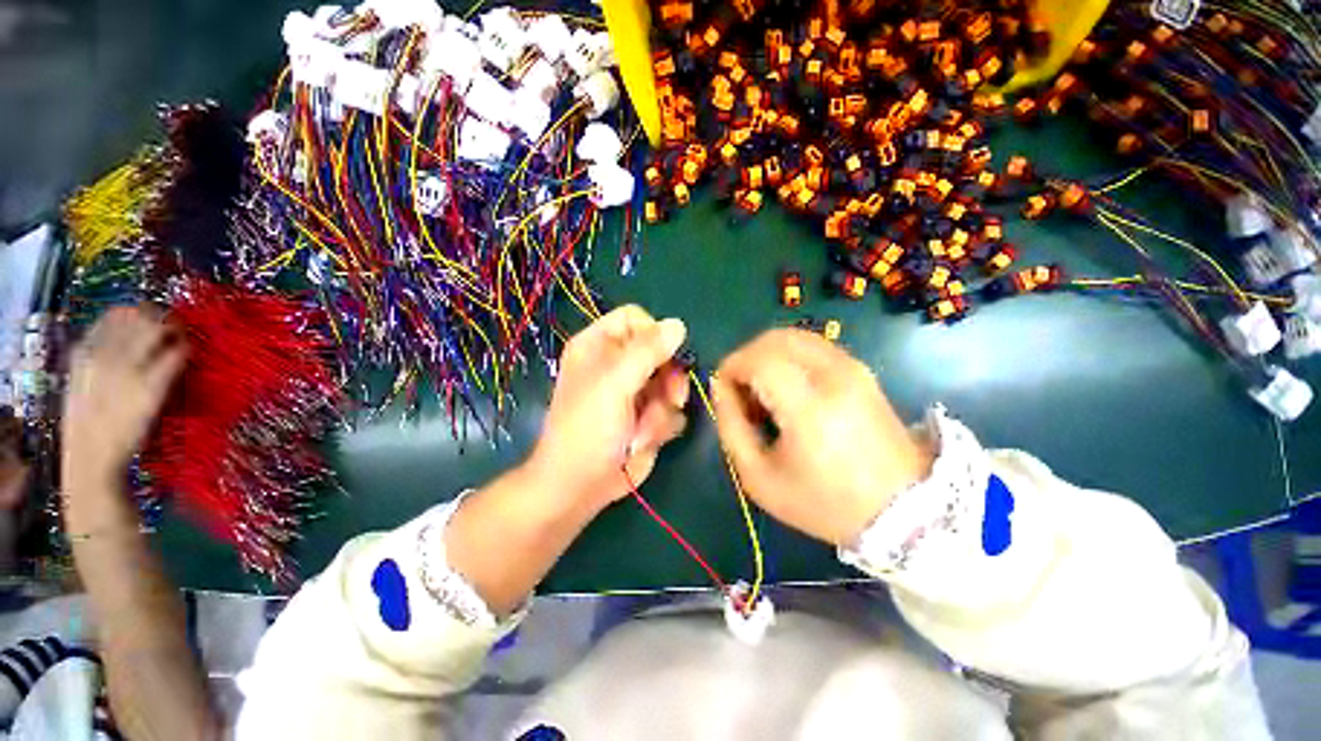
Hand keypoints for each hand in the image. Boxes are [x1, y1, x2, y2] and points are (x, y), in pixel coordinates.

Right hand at [62, 306, 187, 486]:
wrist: (90, 459)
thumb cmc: (86, 425)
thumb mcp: (80, 383)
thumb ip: (96, 360)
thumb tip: (121, 340)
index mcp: (83, 352)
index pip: (113, 315)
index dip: (137, 311)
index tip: (151, 314)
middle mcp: (104, 355)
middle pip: (139, 317)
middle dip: (161, 315)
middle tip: (175, 322)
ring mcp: (128, 370)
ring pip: (158, 330)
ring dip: (176, 328)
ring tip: (183, 335)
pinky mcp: (151, 387)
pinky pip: (175, 355)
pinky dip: (185, 349)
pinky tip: (189, 351)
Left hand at [527, 305, 689, 510]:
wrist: (581, 485)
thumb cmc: (588, 428)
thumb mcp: (614, 384)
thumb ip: (647, 351)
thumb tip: (679, 324)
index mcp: (598, 345)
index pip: (636, 318)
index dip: (654, 334)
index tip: (664, 357)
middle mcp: (617, 363)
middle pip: (661, 351)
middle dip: (668, 379)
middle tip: (669, 397)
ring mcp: (635, 390)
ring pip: (672, 382)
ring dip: (663, 409)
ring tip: (644, 430)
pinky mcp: (647, 415)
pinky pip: (672, 409)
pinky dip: (662, 426)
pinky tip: (643, 442)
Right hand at [712, 329, 933, 545]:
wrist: (902, 510)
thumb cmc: (823, 503)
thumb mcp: (759, 478)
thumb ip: (731, 427)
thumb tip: (720, 387)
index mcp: (809, 408)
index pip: (759, 360)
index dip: (732, 367)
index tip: (724, 390)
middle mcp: (833, 377)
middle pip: (774, 339)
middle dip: (746, 357)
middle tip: (741, 391)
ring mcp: (852, 368)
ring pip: (793, 336)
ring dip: (766, 355)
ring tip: (764, 391)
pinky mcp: (861, 369)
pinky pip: (812, 346)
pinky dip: (788, 357)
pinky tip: (788, 388)